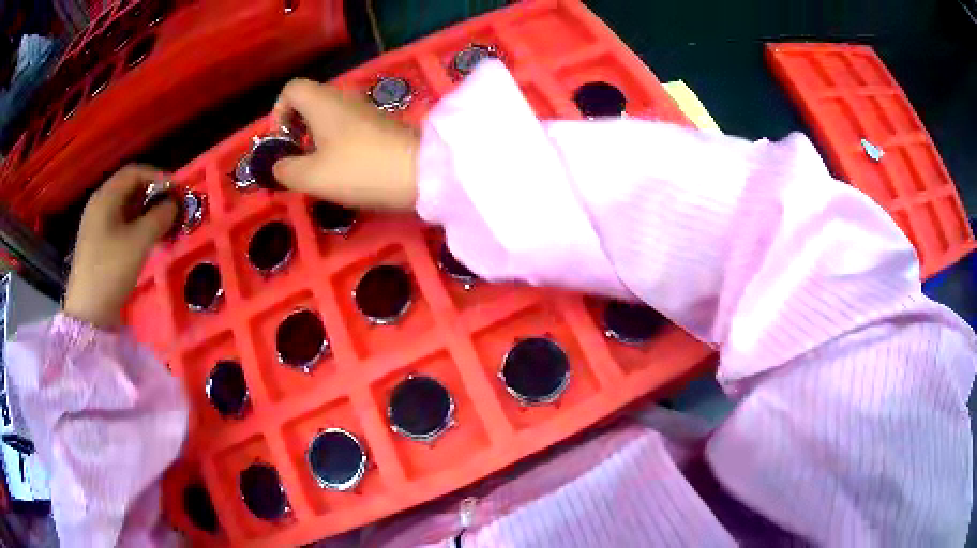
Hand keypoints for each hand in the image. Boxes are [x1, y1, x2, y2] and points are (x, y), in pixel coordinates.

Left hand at [63, 165, 177, 327]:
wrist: (88, 313)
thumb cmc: (111, 271)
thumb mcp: (139, 242)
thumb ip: (159, 217)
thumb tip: (174, 204)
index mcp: (105, 196)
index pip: (135, 172)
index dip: (158, 176)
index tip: (177, 190)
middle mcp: (98, 204)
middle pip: (128, 188)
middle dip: (152, 194)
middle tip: (171, 208)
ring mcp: (95, 225)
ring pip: (124, 207)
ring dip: (144, 211)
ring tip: (161, 225)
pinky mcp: (96, 243)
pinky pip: (118, 223)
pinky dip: (134, 225)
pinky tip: (144, 239)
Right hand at [271, 78, 419, 209]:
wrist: (420, 172)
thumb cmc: (359, 169)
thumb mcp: (312, 176)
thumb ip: (285, 170)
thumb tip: (277, 165)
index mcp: (322, 101)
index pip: (291, 89)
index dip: (278, 112)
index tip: (283, 141)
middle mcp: (343, 97)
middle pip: (309, 102)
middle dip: (296, 128)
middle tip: (297, 158)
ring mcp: (365, 109)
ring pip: (328, 115)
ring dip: (316, 138)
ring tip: (318, 167)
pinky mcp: (380, 124)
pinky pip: (347, 126)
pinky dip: (336, 141)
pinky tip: (343, 167)